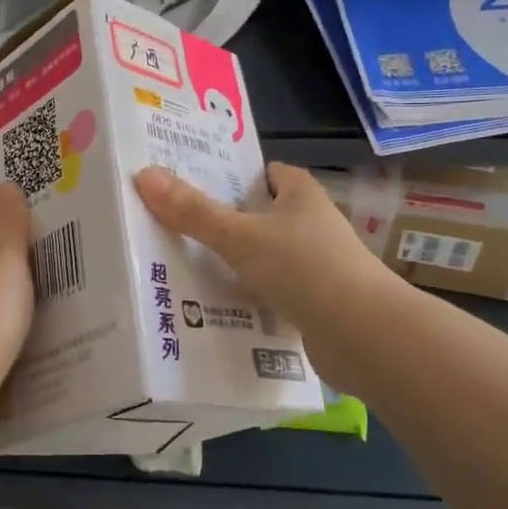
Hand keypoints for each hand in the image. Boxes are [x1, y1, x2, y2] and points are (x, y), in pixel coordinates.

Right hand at [134, 162, 406, 384]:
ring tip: (187, 266)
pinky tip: (218, 308)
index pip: (270, 173)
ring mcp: (317, 267)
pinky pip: (273, 294)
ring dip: (237, 263)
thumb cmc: (304, 268)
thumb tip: (144, 175)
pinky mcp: (316, 305)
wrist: (363, 335)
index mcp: (302, 196)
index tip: (199, 181)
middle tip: (180, 225)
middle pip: (265, 216)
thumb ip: (194, 212)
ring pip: (267, 257)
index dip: (239, 174)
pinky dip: (250, 298)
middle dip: (228, 221)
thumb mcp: (241, 236)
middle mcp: (313, 226)